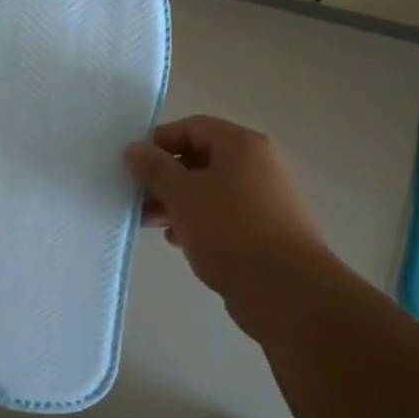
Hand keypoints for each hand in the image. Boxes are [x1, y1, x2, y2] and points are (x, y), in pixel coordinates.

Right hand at [125, 115, 331, 335]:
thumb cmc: (230, 230)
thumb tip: (134, 148)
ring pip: (209, 191)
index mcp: (242, 146)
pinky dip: (197, 223)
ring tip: (147, 221)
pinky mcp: (263, 232)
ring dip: (176, 202)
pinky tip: (177, 240)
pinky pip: (222, 217)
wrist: (286, 291)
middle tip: (135, 196)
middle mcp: (257, 167)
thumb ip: (155, 168)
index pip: (193, 127)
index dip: (160, 140)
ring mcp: (263, 200)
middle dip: (164, 176)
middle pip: (200, 159)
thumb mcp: (183, 194)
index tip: (133, 163)